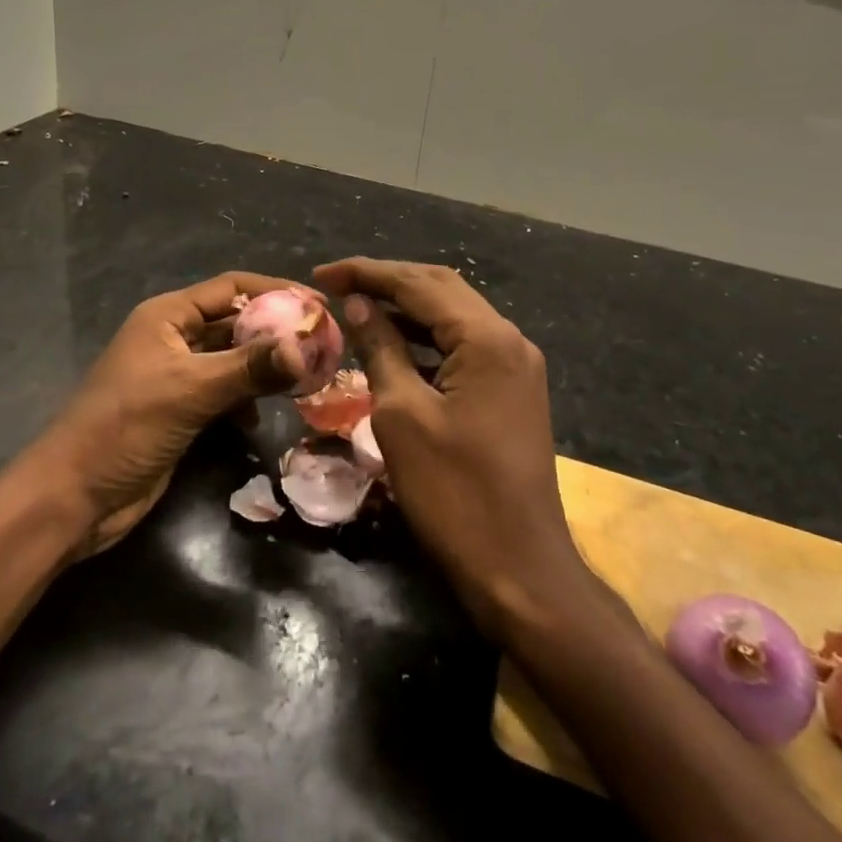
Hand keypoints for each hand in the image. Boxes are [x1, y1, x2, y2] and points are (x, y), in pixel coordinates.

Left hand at [23, 272, 307, 557]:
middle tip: (322, 345)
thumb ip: (249, 367)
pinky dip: (245, 398)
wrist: (75, 496)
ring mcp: (175, 376)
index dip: (275, 290)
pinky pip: (223, 392)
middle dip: (275, 332)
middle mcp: (173, 338)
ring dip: (263, 368)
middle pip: (234, 323)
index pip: (231, 288)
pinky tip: (261, 415)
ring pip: (231, 360)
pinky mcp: (179, 411)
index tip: (319, 304)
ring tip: (305, 378)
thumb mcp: (191, 390)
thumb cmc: (127, 427)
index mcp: (167, 316)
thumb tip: (305, 348)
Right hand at [312, 257, 591, 638]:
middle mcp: (509, 340)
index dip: (366, 273)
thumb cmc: (454, 493)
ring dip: (407, 308)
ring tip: (357, 307)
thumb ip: (381, 349)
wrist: (520, 569)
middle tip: (337, 285)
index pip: (419, 284)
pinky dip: (426, 339)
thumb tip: (359, 304)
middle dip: (387, 282)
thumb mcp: (402, 415)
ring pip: (454, 316)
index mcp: (487, 338)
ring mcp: (516, 366)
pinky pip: (464, 347)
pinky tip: (394, 345)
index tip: (321, 275)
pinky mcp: (513, 391)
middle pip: (441, 289)